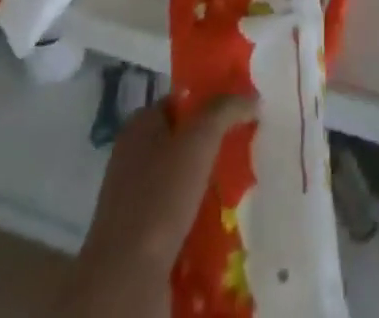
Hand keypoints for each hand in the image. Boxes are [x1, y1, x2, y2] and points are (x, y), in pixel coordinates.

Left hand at [62, 96, 257, 317]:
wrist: (126, 280)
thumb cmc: (159, 197)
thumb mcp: (198, 141)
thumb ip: (224, 111)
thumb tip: (252, 97)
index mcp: (139, 126)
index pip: (180, 102)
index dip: (210, 103)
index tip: (241, 113)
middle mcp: (133, 157)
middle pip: (182, 141)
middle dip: (212, 147)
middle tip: (246, 151)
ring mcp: (135, 199)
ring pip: (181, 181)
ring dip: (207, 186)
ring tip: (241, 190)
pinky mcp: (140, 237)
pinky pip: (176, 216)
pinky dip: (197, 218)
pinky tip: (221, 225)